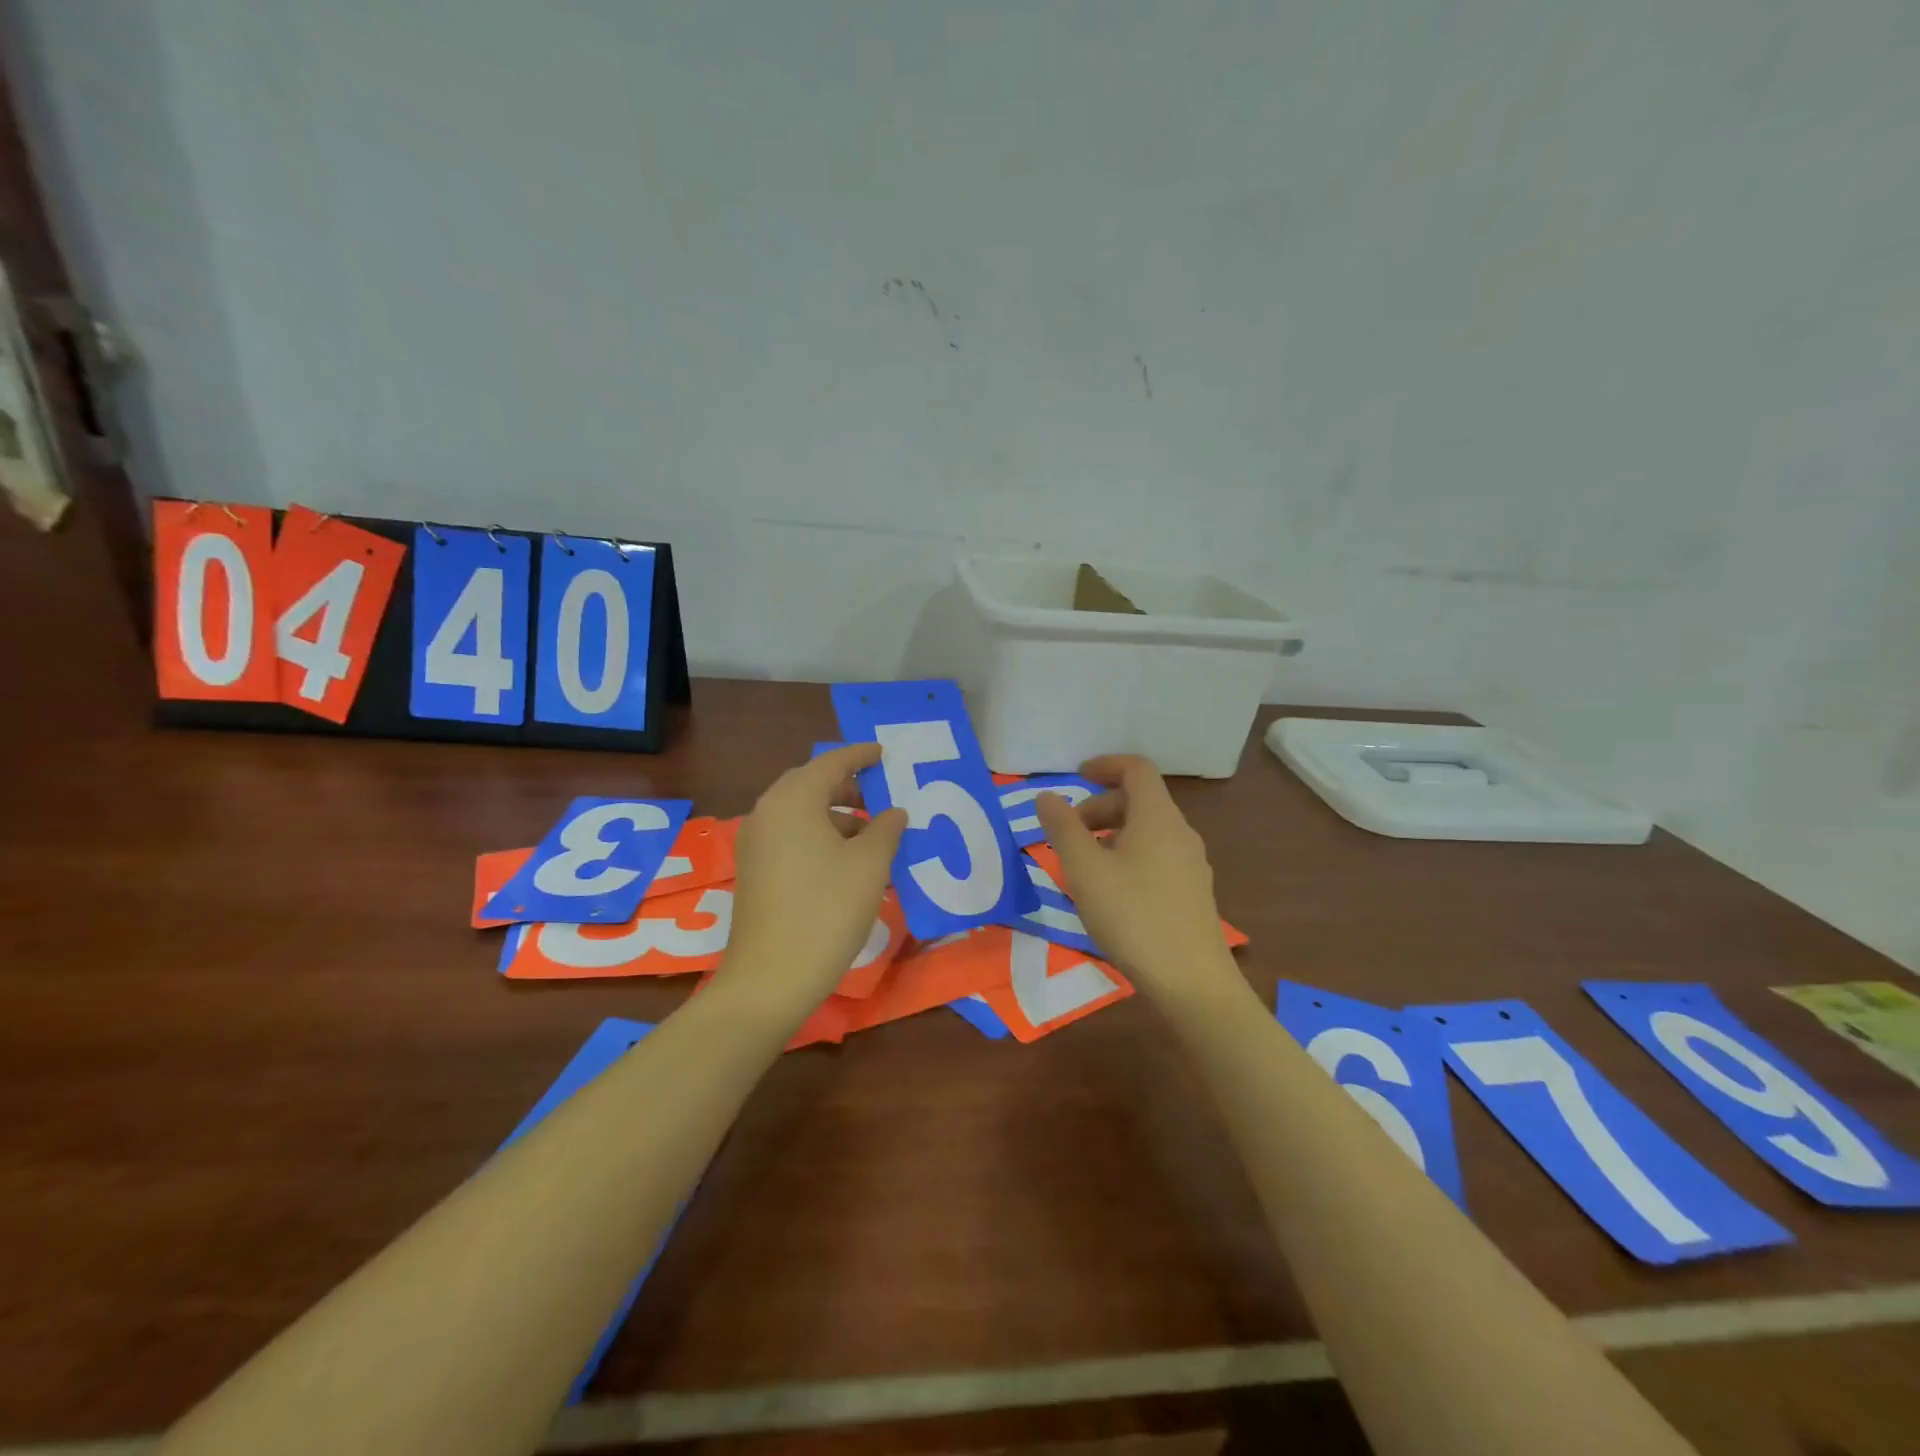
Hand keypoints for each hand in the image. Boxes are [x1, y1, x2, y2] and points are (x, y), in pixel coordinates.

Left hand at [721, 743, 907, 1014]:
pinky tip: (844, 859)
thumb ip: (886, 829)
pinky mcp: (753, 870)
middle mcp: (767, 812)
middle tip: (879, 793)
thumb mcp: (869, 865)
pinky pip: (789, 835)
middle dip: (846, 785)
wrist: (770, 977)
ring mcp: (755, 843)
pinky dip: (817, 835)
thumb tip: (894, 813)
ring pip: (799, 812)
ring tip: (870, 832)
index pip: (831, 763)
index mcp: (793, 800)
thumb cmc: (827, 910)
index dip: (860, 755)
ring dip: (834, 814)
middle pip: (810, 784)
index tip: (883, 753)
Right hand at [1036, 755, 1236, 1000]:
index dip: (1105, 765)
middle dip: (1099, 807)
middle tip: (1068, 834)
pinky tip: (1110, 893)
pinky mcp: (1193, 893)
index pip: (1137, 768)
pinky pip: (1157, 857)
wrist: (1191, 981)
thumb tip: (1047, 796)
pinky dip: (1128, 857)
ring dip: (1111, 834)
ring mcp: (1191, 864)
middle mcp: (1180, 832)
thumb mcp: (1084, 869)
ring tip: (1083, 866)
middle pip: (1140, 800)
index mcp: (1158, 817)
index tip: (1076, 777)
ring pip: (1147, 831)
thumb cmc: (1132, 915)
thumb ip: (1063, 828)